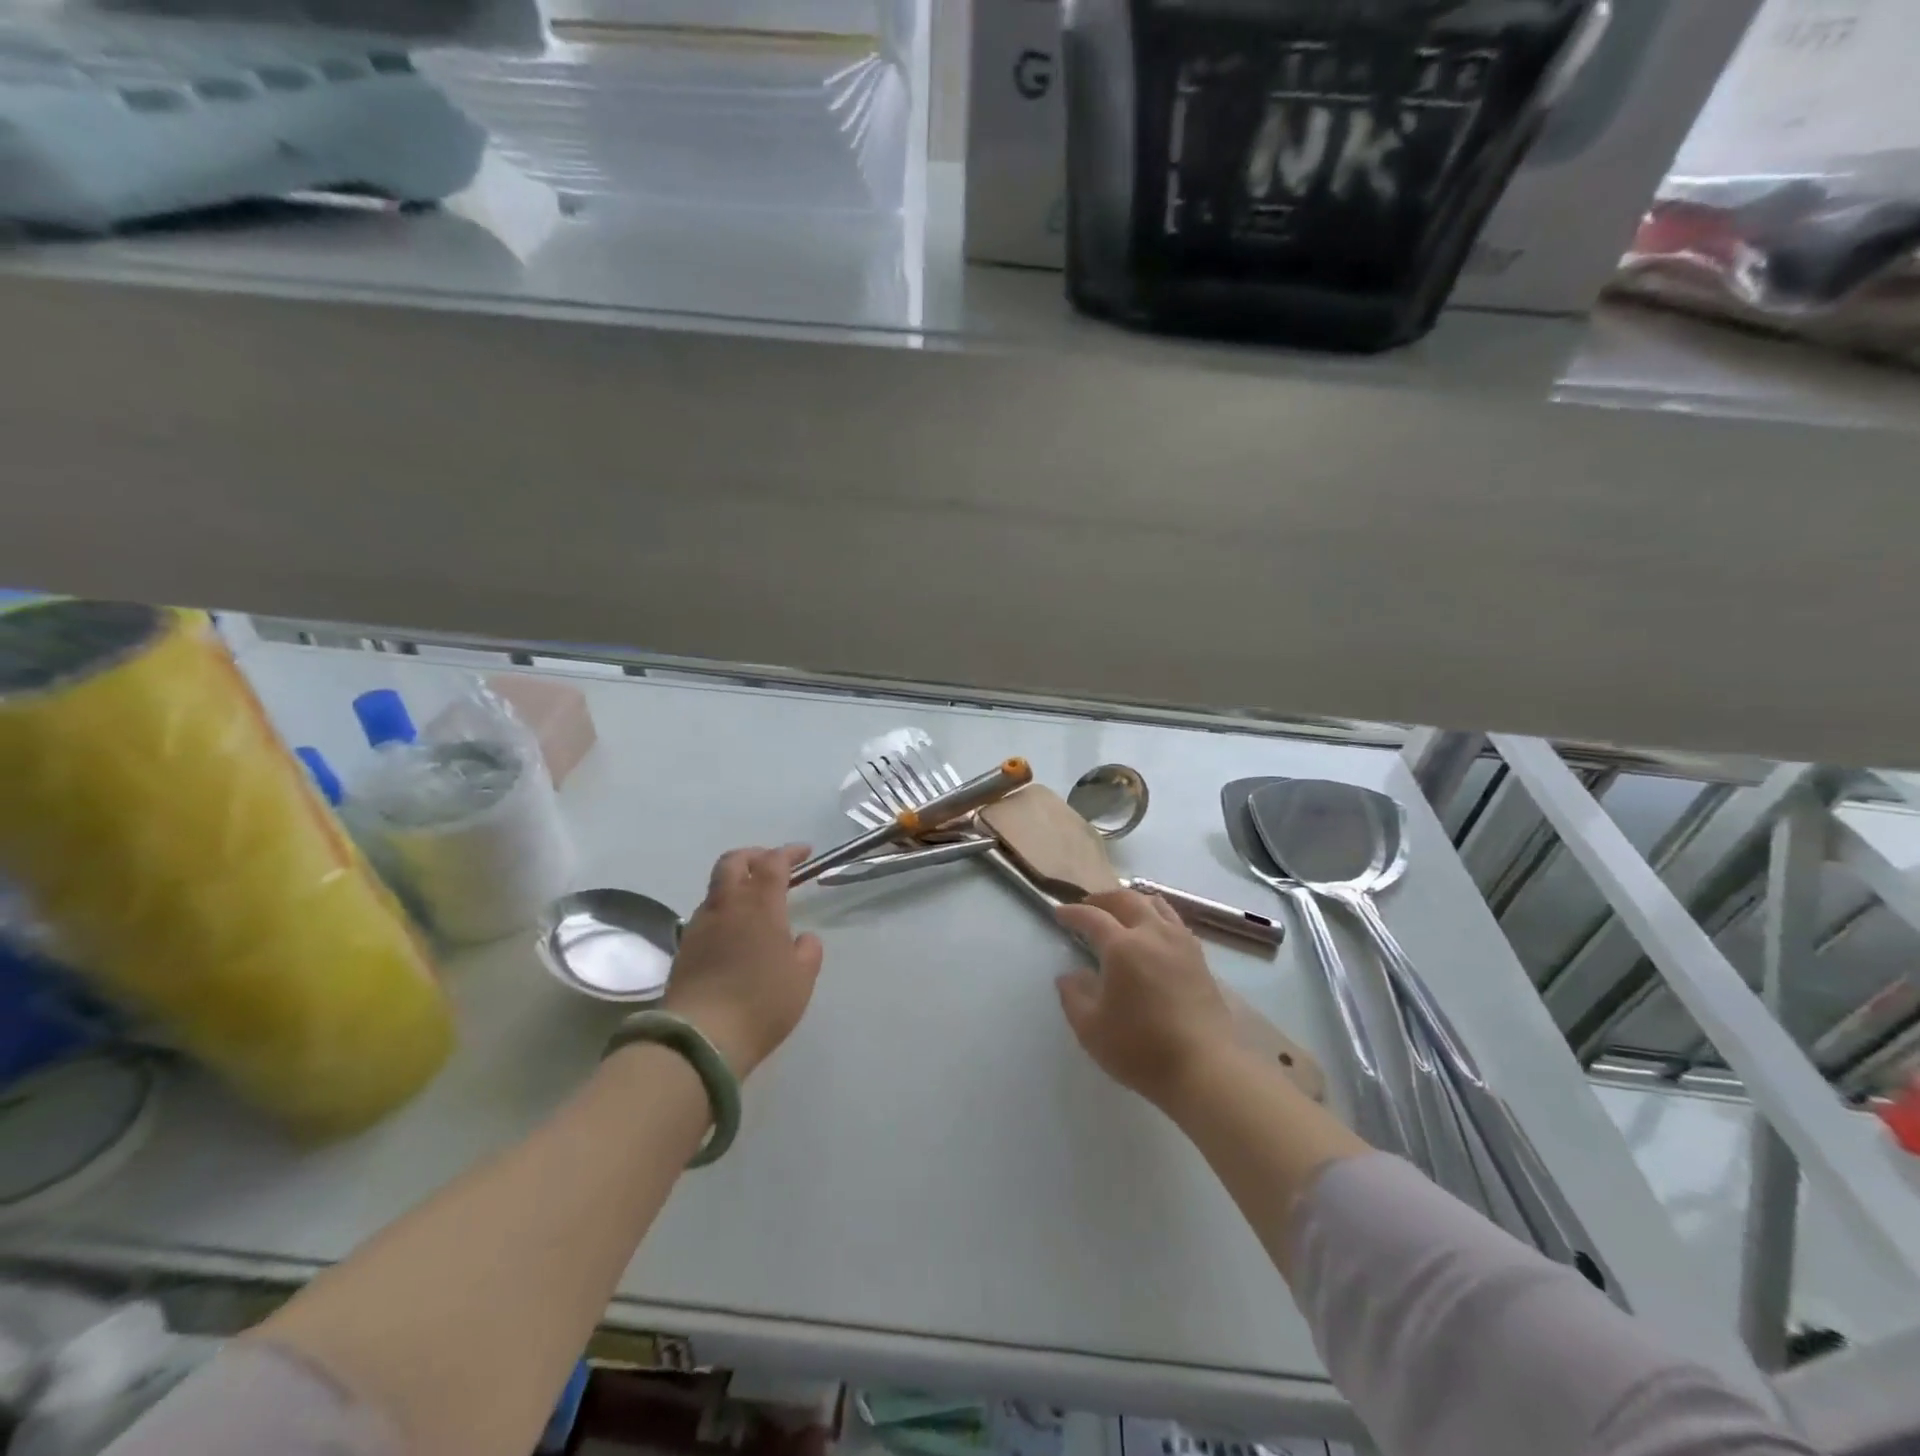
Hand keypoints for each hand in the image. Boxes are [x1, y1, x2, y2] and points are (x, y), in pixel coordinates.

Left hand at [664, 845, 824, 1077]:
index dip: (789, 852)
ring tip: (753, 904)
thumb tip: (802, 938)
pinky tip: (733, 935)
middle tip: (770, 864)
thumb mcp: (802, 978)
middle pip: (733, 862)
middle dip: (753, 856)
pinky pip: (706, 917)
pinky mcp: (684, 949)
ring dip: (735, 885)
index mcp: (760, 904)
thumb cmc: (762, 1002)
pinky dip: (723, 912)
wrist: (700, 1038)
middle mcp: (727, 905)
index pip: (773, 862)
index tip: (805, 852)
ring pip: (716, 889)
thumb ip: (807, 951)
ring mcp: (700, 926)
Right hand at [1054, 890, 1237, 1109]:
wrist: (1205, 1068)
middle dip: (1103, 898)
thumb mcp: (1091, 1028)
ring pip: (1156, 904)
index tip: (1059, 913)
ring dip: (1133, 901)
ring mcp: (1181, 943)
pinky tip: (1153, 934)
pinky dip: (1157, 916)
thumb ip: (1074, 996)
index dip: (1073, 912)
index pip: (1092, 917)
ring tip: (1121, 912)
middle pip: (1127, 899)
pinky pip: (1174, 922)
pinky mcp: (1200, 959)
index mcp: (1122, 946)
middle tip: (1087, 906)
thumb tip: (1069, 975)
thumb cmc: (1141, 1048)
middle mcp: (1153, 934)